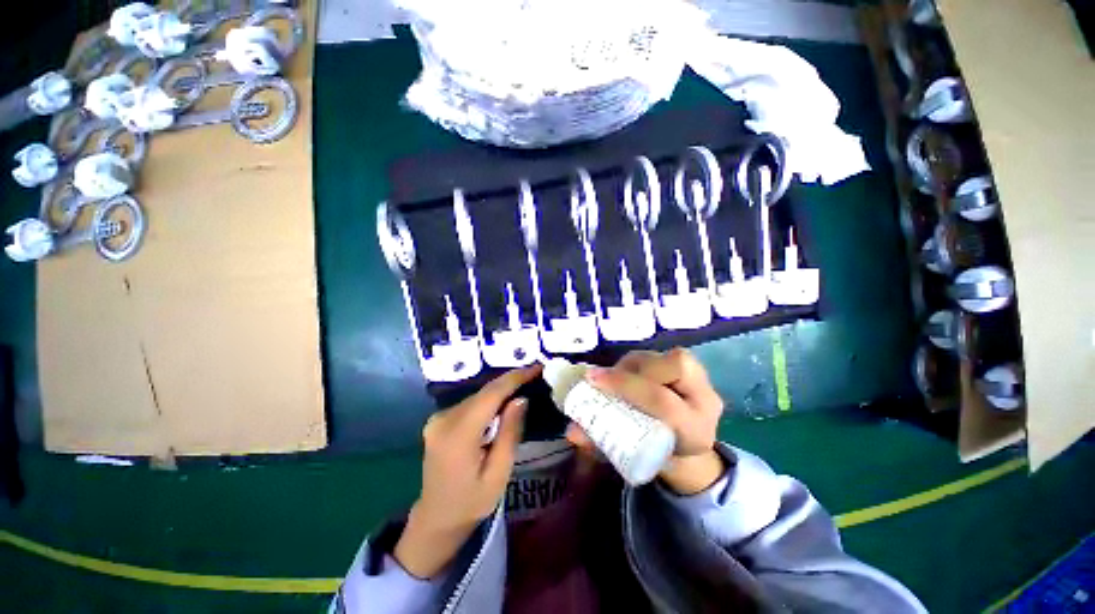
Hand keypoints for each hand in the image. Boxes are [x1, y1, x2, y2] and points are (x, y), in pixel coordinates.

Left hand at [395, 365, 541, 578]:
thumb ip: (509, 433)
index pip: (491, 395)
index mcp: (458, 435)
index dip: (515, 378)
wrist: (436, 518)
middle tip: (536, 375)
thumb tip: (521, 398)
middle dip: (511, 382)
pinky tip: (504, 403)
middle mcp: (444, 420)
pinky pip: (470, 403)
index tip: (537, 367)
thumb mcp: (499, 473)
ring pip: (478, 396)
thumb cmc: (472, 502)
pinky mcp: (439, 420)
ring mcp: (438, 419)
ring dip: (501, 391)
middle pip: (484, 392)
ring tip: (525, 385)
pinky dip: (489, 400)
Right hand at [574, 348, 725, 494]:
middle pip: (675, 368)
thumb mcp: (629, 455)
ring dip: (635, 362)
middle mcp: (707, 403)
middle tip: (604, 375)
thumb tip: (571, 431)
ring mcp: (705, 383)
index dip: (626, 386)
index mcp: (695, 433)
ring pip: (670, 357)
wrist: (688, 449)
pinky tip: (629, 372)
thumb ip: (601, 443)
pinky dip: (642, 360)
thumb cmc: (656, 455)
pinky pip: (666, 355)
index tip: (593, 380)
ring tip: (616, 375)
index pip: (662, 402)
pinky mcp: (696, 370)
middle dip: (634, 368)